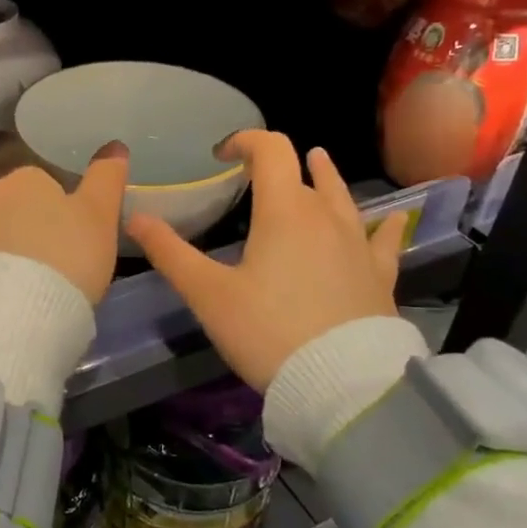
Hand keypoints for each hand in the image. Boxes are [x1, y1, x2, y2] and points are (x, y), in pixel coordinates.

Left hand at [0, 143, 128, 304]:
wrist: (2, 323)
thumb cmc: (63, 261)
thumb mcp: (98, 219)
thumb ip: (105, 180)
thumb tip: (113, 146)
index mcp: (21, 178)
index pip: (19, 159)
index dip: (32, 181)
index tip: (46, 203)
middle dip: (12, 219)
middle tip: (39, 252)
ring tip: (13, 284)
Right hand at [127, 131, 407, 391]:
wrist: (343, 386)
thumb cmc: (267, 332)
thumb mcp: (208, 294)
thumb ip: (170, 252)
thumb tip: (134, 217)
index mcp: (284, 211)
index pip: (271, 150)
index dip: (245, 141)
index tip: (222, 154)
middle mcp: (326, 215)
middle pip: (304, 172)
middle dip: (278, 164)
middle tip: (256, 173)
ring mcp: (359, 244)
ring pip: (343, 197)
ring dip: (325, 178)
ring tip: (318, 163)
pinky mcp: (380, 275)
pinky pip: (383, 238)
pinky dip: (381, 224)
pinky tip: (391, 219)